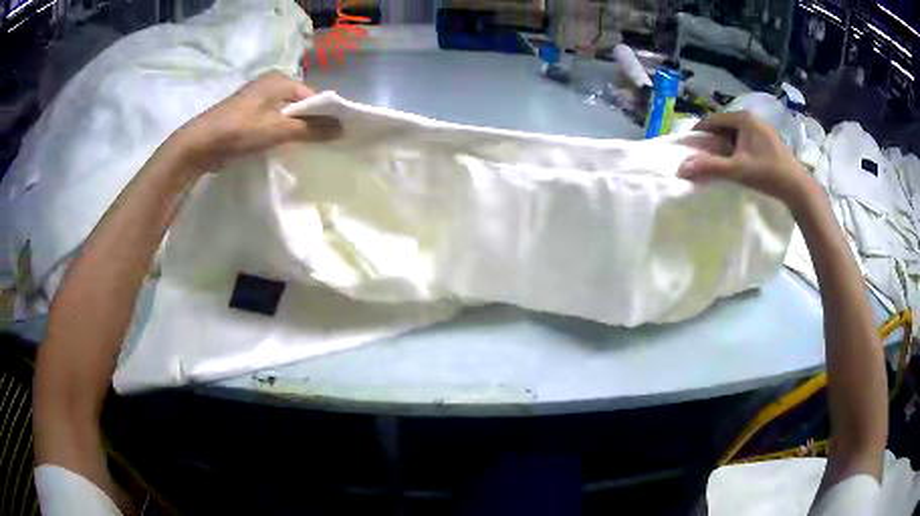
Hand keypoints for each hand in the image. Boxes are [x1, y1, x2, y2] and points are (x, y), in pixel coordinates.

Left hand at [177, 71, 341, 168]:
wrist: (200, 144)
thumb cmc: (241, 130)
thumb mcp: (279, 129)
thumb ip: (311, 129)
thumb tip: (342, 128)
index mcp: (280, 79)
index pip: (313, 96)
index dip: (324, 115)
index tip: (333, 137)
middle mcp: (270, 83)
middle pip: (299, 104)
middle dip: (309, 123)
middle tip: (318, 145)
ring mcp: (256, 98)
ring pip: (284, 113)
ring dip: (292, 129)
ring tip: (301, 149)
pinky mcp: (246, 113)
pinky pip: (271, 120)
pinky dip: (278, 132)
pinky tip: (279, 146)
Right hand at [677, 111, 813, 210]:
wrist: (797, 187)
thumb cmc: (767, 173)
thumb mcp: (736, 170)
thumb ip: (709, 167)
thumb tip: (681, 168)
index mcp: (743, 118)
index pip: (713, 120)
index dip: (700, 131)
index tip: (690, 145)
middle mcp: (752, 118)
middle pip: (725, 125)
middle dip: (713, 139)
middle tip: (704, 155)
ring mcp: (762, 128)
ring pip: (736, 133)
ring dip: (725, 144)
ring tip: (719, 160)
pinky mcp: (769, 139)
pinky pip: (746, 139)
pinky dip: (737, 147)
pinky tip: (737, 160)